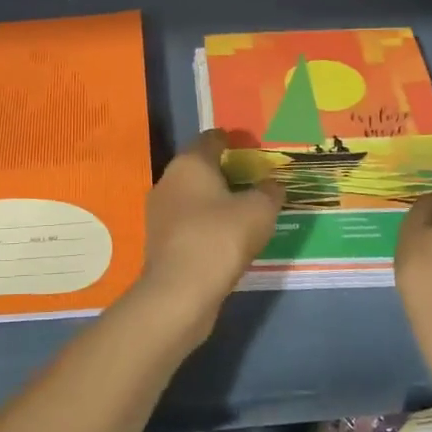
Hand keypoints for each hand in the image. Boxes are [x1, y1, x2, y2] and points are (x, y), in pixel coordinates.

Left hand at [137, 131, 283, 339]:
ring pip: (192, 197)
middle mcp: (168, 181)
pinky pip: (189, 222)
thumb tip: (272, 185)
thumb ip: (269, 192)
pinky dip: (207, 224)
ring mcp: (160, 212)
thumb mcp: (259, 210)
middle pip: (199, 167)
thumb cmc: (220, 237)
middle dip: (225, 172)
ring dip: (215, 201)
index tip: (252, 148)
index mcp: (190, 163)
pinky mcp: (160, 241)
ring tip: (244, 211)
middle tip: (254, 181)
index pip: (211, 139)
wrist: (180, 292)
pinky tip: (226, 238)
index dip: (233, 140)